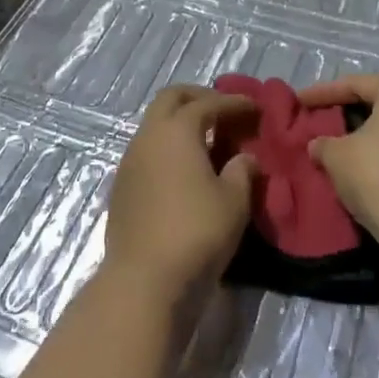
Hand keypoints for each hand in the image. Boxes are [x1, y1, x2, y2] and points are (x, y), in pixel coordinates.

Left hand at [103, 86, 258, 294]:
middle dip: (199, 97)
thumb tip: (245, 158)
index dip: (234, 103)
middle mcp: (148, 136)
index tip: (256, 107)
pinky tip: (185, 168)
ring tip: (207, 140)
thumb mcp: (234, 201)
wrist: (144, 279)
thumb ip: (242, 171)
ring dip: (180, 123)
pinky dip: (168, 147)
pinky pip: (147, 150)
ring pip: (155, 124)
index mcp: (177, 130)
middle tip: (224, 110)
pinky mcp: (122, 186)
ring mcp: (129, 160)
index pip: (208, 103)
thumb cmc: (197, 232)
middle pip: (171, 99)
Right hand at [299, 74, 378, 256]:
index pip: (355, 84)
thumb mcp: (337, 157)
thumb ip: (323, 144)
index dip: (322, 92)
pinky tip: (363, 172)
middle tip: (320, 122)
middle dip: (347, 114)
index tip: (298, 102)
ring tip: (339, 150)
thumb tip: (318, 145)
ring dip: (367, 138)